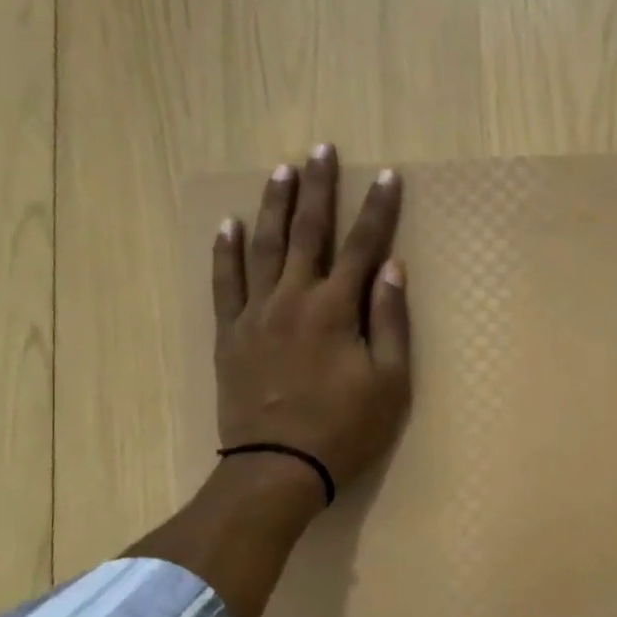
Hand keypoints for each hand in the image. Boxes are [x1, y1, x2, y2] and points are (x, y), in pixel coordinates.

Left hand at [212, 144, 411, 489]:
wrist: (278, 468)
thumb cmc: (345, 429)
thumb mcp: (389, 382)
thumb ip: (390, 321)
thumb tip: (392, 269)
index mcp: (335, 309)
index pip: (363, 247)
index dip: (378, 210)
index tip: (387, 176)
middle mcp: (292, 299)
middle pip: (307, 233)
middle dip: (318, 189)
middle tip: (321, 148)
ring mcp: (254, 314)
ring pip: (261, 246)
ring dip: (272, 205)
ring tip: (280, 170)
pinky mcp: (229, 335)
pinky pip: (224, 283)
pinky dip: (225, 251)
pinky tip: (226, 225)